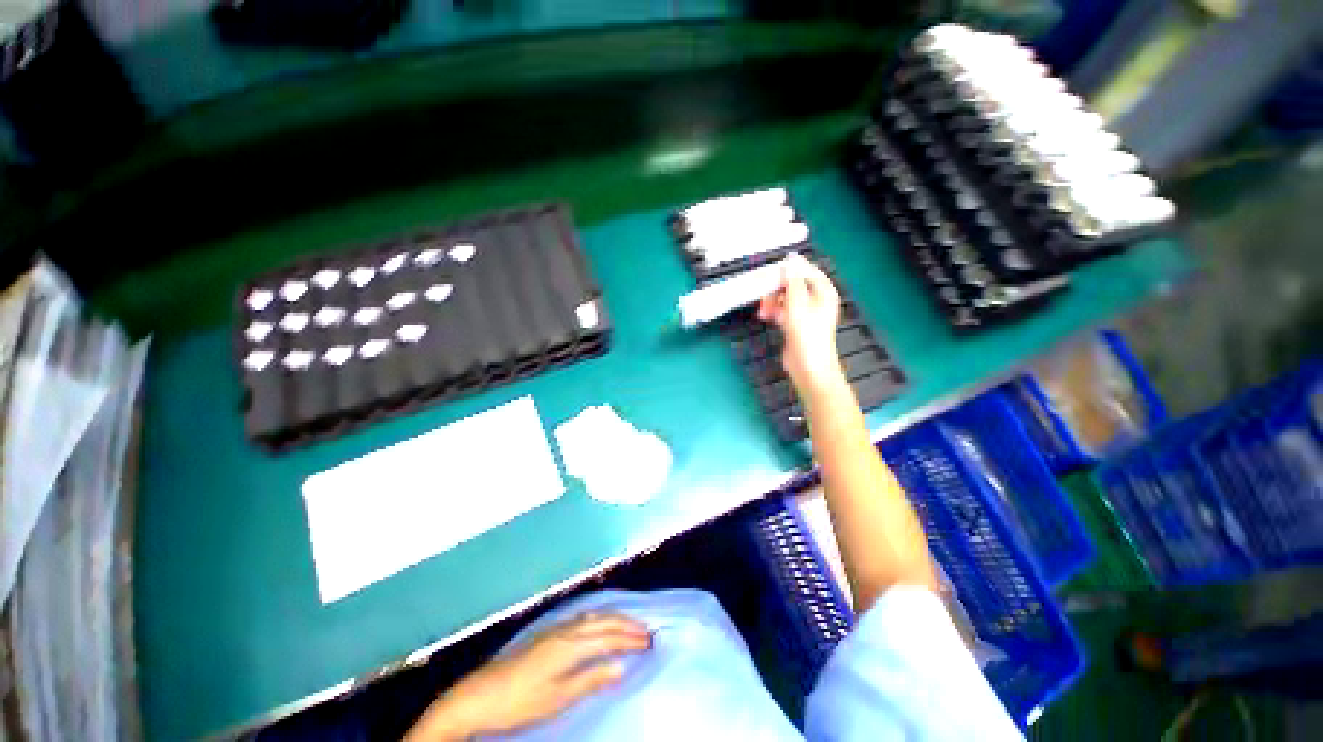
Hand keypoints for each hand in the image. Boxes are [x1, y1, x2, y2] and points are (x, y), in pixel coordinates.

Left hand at [404, 613, 650, 740]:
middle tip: (646, 630)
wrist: (479, 695)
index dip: (630, 638)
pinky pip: (581, 618)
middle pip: (603, 621)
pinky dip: (597, 618)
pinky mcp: (546, 634)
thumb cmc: (520, 702)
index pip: (609, 637)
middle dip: (626, 624)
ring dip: (612, 619)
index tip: (650, 640)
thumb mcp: (558, 698)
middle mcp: (566, 630)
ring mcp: (555, 630)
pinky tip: (596, 623)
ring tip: (628, 625)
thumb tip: (621, 667)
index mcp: (571, 645)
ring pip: (592, 617)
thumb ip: (590, 679)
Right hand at [758, 253, 845, 394]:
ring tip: (763, 311)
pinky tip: (766, 316)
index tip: (769, 271)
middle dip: (777, 289)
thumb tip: (791, 260)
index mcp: (823, 292)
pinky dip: (775, 311)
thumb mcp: (797, 303)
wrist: (808, 366)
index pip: (806, 271)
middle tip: (763, 296)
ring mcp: (807, 313)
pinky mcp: (797, 325)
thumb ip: (793, 281)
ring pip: (786, 298)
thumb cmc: (806, 333)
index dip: (788, 269)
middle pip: (794, 285)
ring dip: (773, 301)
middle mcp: (817, 300)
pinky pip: (784, 311)